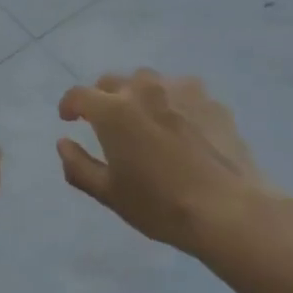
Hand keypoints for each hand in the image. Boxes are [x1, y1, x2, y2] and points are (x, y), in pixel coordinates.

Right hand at [57, 70, 278, 258]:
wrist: (230, 210)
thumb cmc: (161, 205)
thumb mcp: (110, 194)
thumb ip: (78, 165)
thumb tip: (63, 142)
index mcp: (112, 110)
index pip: (79, 94)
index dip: (69, 105)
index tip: (69, 119)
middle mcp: (143, 89)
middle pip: (112, 82)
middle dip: (103, 98)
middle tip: (107, 124)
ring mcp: (179, 89)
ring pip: (148, 81)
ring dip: (138, 95)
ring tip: (146, 121)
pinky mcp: (210, 99)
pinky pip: (181, 92)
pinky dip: (172, 103)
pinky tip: (182, 128)